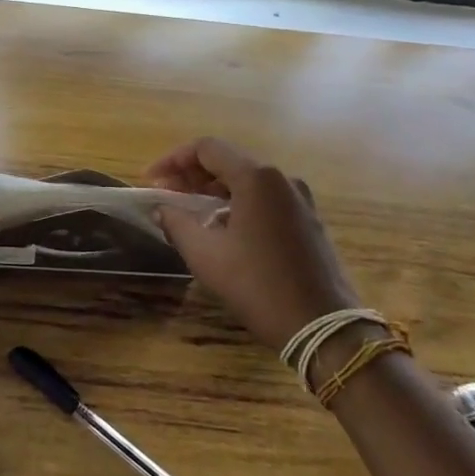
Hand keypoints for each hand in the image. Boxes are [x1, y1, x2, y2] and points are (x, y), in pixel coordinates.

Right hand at [147, 137, 360, 351]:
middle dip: (192, 175)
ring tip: (188, 212)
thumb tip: (160, 208)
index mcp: (257, 177)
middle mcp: (281, 178)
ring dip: (213, 190)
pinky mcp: (308, 220)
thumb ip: (176, 223)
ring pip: (247, 181)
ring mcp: (299, 199)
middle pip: (228, 161)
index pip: (206, 148)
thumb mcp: (206, 255)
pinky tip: (222, 228)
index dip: (172, 159)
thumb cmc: (258, 285)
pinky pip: (265, 199)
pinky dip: (237, 203)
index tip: (151, 180)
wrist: (323, 327)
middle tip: (165, 195)